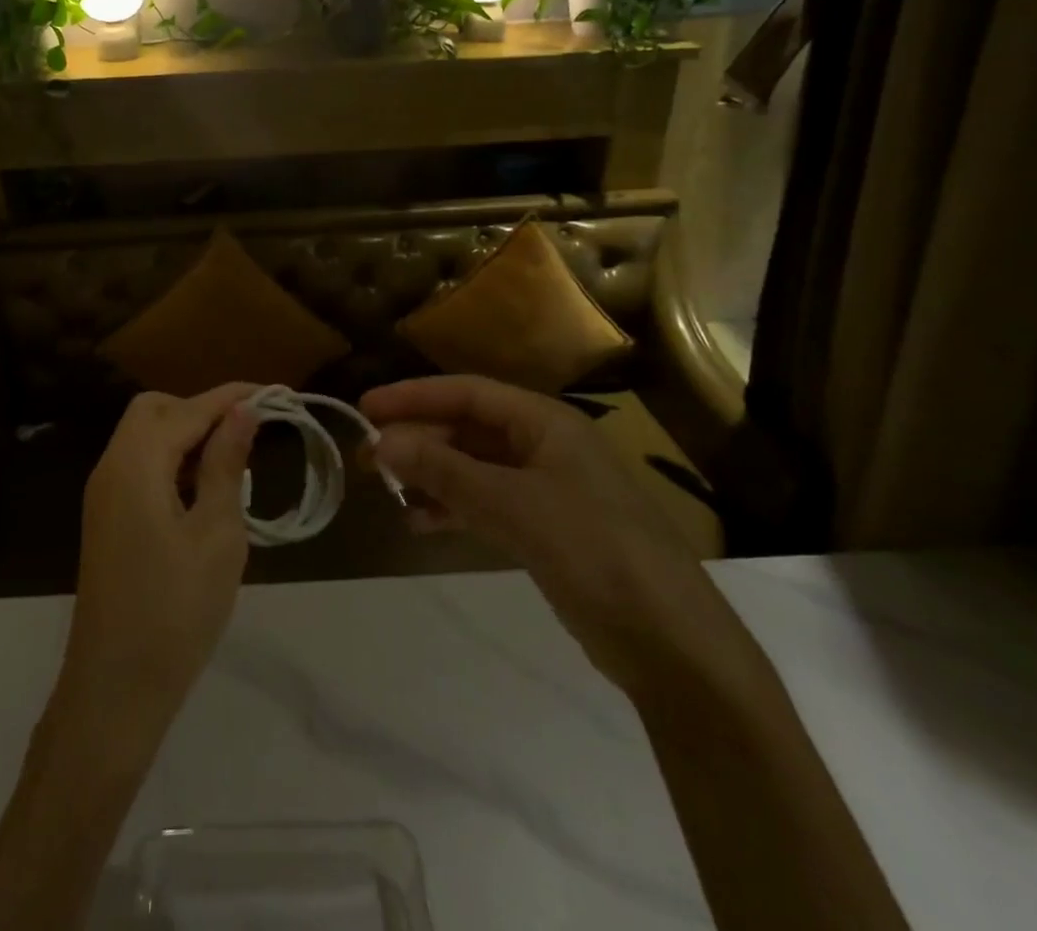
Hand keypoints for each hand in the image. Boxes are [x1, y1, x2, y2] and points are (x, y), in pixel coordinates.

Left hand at [57, 384, 257, 754]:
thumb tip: (242, 411)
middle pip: (155, 409)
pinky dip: (172, 461)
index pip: (189, 408)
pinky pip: (139, 465)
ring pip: (145, 436)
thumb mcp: (217, 534)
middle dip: (202, 409)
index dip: (232, 396)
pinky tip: (203, 490)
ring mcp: (104, 494)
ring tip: (234, 462)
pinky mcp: (107, 518)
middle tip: (247, 433)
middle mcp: (112, 466)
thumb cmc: (176, 611)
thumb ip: (226, 465)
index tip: (276, 393)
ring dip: (187, 435)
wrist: (114, 691)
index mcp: (136, 463)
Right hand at [361, 375, 756, 695]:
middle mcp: (544, 445)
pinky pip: (486, 504)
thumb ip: (444, 471)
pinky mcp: (546, 529)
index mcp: (545, 422)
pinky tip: (420, 523)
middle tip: (367, 457)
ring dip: (431, 475)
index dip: (414, 396)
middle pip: (468, 428)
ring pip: (473, 467)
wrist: (671, 643)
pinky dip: (452, 508)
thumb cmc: (594, 550)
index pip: (467, 392)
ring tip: (386, 491)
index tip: (365, 408)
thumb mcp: (513, 505)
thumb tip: (381, 442)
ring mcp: (546, 488)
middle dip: (418, 439)